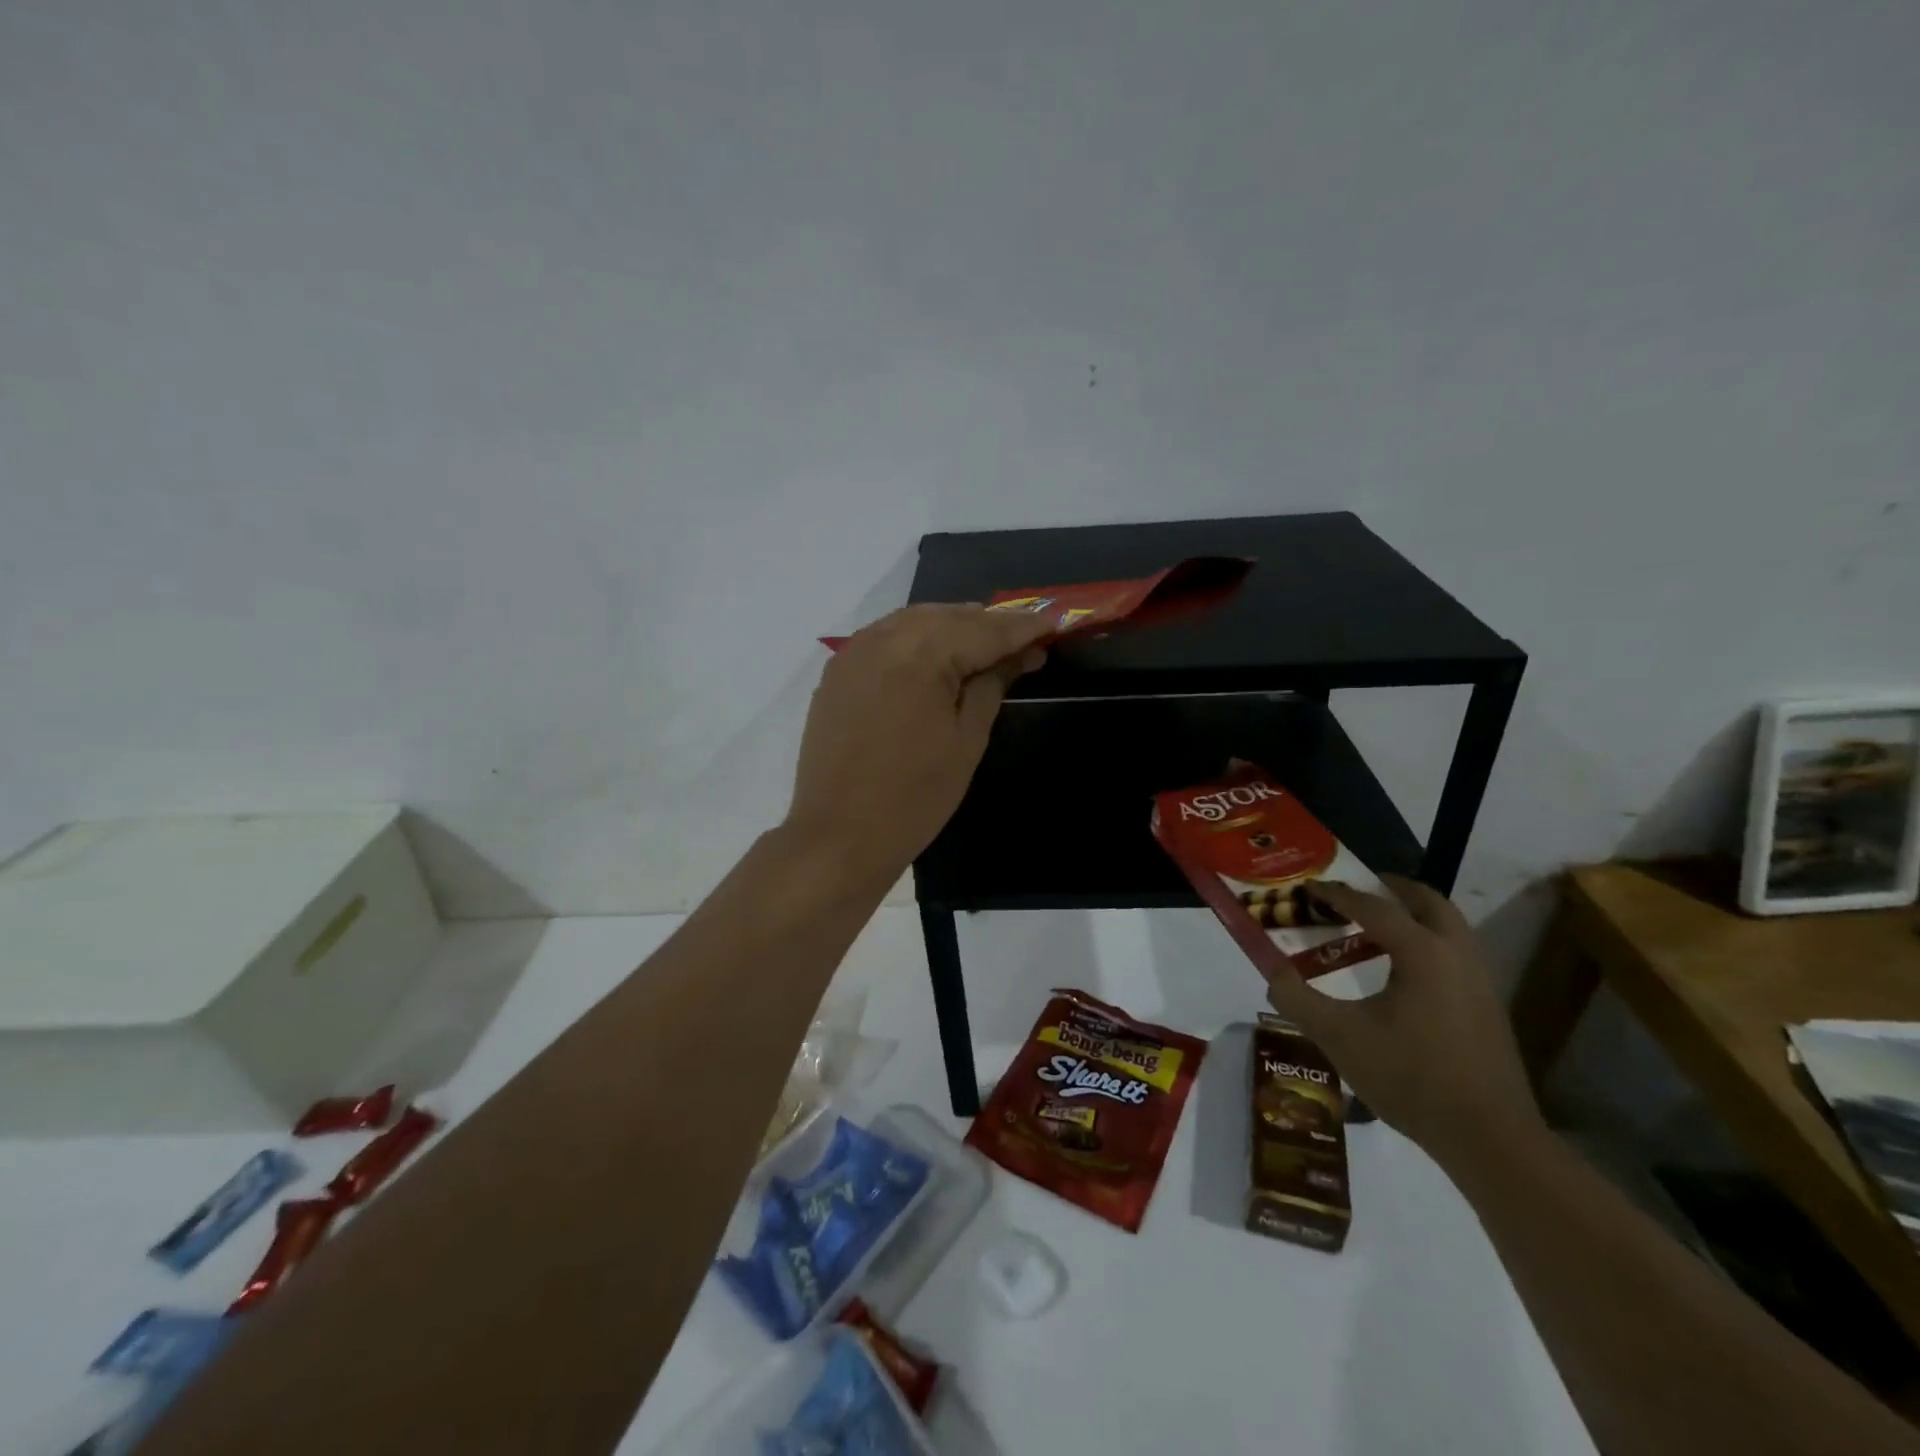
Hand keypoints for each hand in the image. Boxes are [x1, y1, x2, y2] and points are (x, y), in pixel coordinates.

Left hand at [783, 604, 1050, 889]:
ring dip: (953, 625)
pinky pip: (886, 637)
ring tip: (987, 644)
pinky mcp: (837, 671)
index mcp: (920, 654)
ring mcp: (853, 652)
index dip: (1022, 627)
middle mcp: (883, 638)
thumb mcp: (967, 740)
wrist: (839, 835)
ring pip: (914, 621)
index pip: (983, 629)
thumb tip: (1020, 653)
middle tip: (1026, 638)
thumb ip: (992, 684)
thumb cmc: (915, 796)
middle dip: (988, 624)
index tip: (1054, 623)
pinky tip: (936, 654)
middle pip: (948, 616)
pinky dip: (917, 638)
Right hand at [1259, 875, 1546, 1170]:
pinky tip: (1399, 972)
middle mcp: (1457, 954)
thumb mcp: (1339, 1036)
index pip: (1373, 906)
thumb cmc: (1411, 1078)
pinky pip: (1454, 953)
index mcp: (1422, 951)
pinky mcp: (1488, 1007)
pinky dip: (1426, 942)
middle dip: (1390, 888)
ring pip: (1448, 926)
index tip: (1308, 888)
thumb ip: (1297, 997)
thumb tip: (1272, 970)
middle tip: (1356, 890)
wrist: (1490, 1139)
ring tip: (1373, 927)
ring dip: (1412, 915)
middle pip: (1427, 901)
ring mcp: (1479, 981)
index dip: (1336, 894)